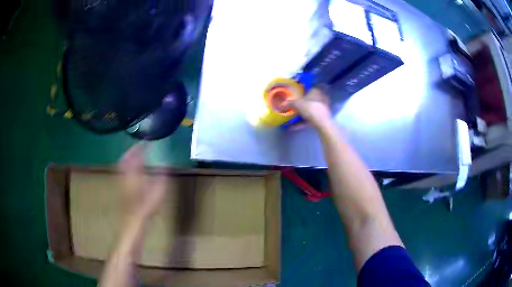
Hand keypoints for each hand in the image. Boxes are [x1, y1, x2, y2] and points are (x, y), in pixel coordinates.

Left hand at [118, 143, 166, 222]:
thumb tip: (166, 167)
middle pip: (126, 158)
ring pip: (122, 164)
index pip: (136, 157)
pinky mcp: (121, 187)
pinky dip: (126, 165)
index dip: (141, 148)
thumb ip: (161, 178)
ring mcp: (122, 181)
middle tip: (138, 146)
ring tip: (134, 154)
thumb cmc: (147, 207)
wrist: (134, 220)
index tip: (146, 142)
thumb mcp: (158, 192)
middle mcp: (126, 175)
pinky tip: (131, 169)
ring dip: (128, 157)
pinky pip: (122, 170)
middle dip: (132, 150)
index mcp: (135, 174)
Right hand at [285, 88, 331, 128]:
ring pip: (310, 110)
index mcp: (315, 91)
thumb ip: (289, 103)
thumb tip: (282, 104)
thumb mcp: (297, 104)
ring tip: (292, 119)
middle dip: (301, 105)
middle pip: (308, 100)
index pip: (307, 89)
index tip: (295, 96)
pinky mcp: (322, 117)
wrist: (322, 122)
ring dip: (301, 114)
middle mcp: (320, 98)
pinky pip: (311, 118)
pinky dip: (303, 122)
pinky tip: (294, 127)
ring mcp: (322, 108)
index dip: (301, 92)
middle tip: (293, 108)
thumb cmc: (310, 108)